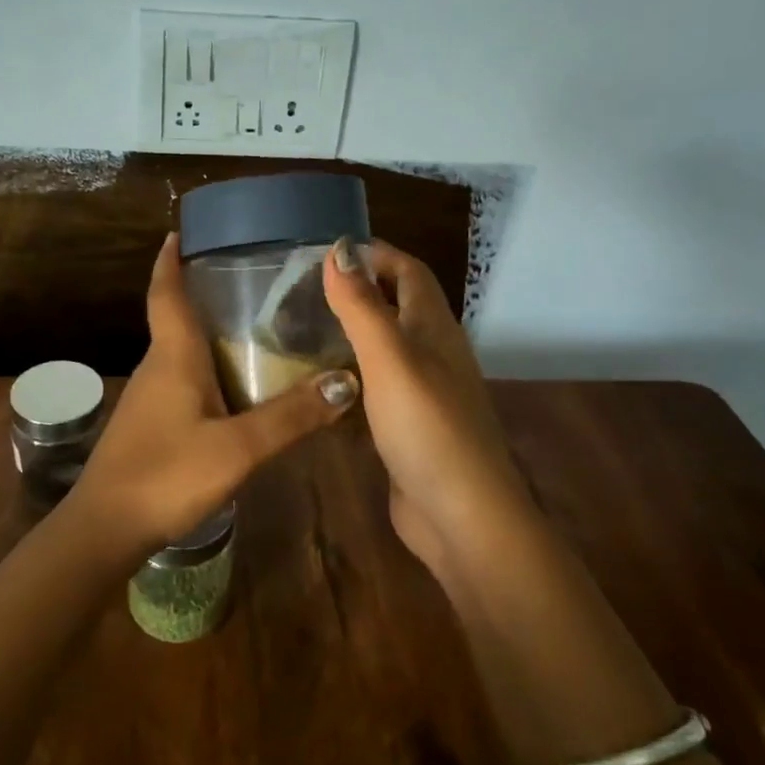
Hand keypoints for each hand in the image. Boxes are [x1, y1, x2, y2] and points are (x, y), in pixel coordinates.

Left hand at [74, 234, 360, 552]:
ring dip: (209, 334)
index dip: (170, 260)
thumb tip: (346, 382)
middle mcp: (158, 366)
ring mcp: (150, 397)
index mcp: (173, 356)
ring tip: (256, 328)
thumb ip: (291, 416)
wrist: (105, 529)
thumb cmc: (166, 474)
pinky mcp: (151, 424)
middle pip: (177, 317)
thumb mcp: (238, 448)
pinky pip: (183, 380)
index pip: (166, 292)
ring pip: (182, 352)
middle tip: (250, 280)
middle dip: (204, 293)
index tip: (179, 233)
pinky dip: (208, 369)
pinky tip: (237, 387)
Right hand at [321, 238, 527, 571]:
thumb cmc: (426, 427)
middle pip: (399, 306)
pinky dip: (351, 375)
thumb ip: (362, 305)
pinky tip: (321, 385)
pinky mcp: (409, 427)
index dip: (375, 254)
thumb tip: (340, 248)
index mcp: (434, 328)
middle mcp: (434, 353)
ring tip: (302, 331)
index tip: (326, 253)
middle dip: (360, 290)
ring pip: (386, 347)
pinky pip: (378, 386)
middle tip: (304, 292)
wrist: (462, 516)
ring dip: (353, 333)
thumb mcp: (389, 358)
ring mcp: (424, 393)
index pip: (409, 272)